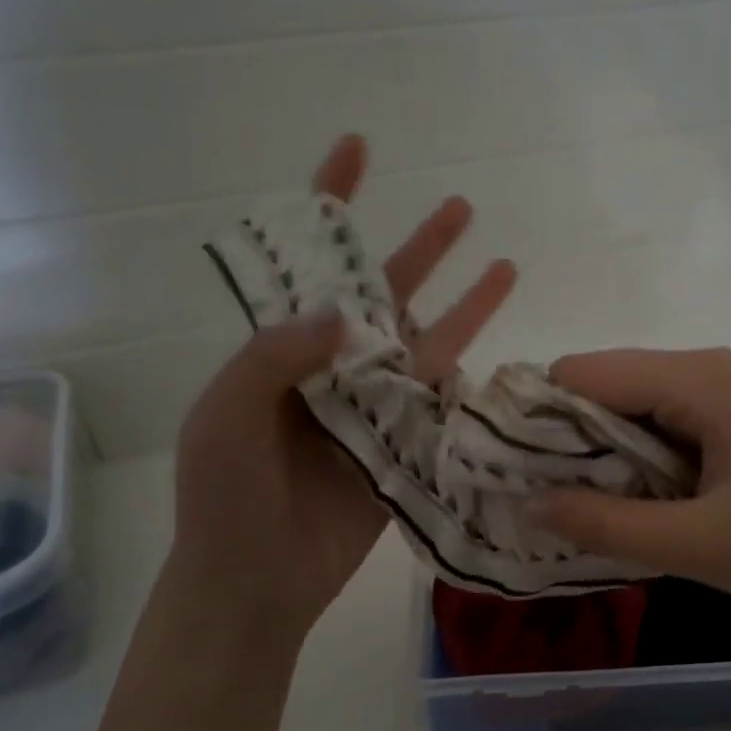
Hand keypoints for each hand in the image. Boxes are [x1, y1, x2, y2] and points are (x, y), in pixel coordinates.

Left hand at [169, 135, 515, 643]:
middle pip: (385, 295)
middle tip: (461, 208)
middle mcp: (333, 370)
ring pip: (426, 346)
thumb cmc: (225, 496)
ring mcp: (372, 410)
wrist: (257, 582)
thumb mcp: (227, 416)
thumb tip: (344, 311)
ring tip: (505, 267)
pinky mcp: (403, 449)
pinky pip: (438, 406)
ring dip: (464, 308)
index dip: (332, 203)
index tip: (359, 148)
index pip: (312, 264)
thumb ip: (276, 357)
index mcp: (283, 351)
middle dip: (421, 249)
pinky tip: (498, 352)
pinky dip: (466, 380)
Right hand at [536, 348, 730, 633]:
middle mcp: (711, 371)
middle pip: (609, 389)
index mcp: (698, 380)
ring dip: (610, 460)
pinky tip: (645, 511)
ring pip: (640, 413)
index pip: (583, 374)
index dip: (538, 418)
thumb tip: (530, 503)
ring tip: (590, 514)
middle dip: (570, 444)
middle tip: (545, 504)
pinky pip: (674, 431)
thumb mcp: (699, 546)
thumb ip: (607, 524)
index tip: (509, 471)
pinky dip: (647, 466)